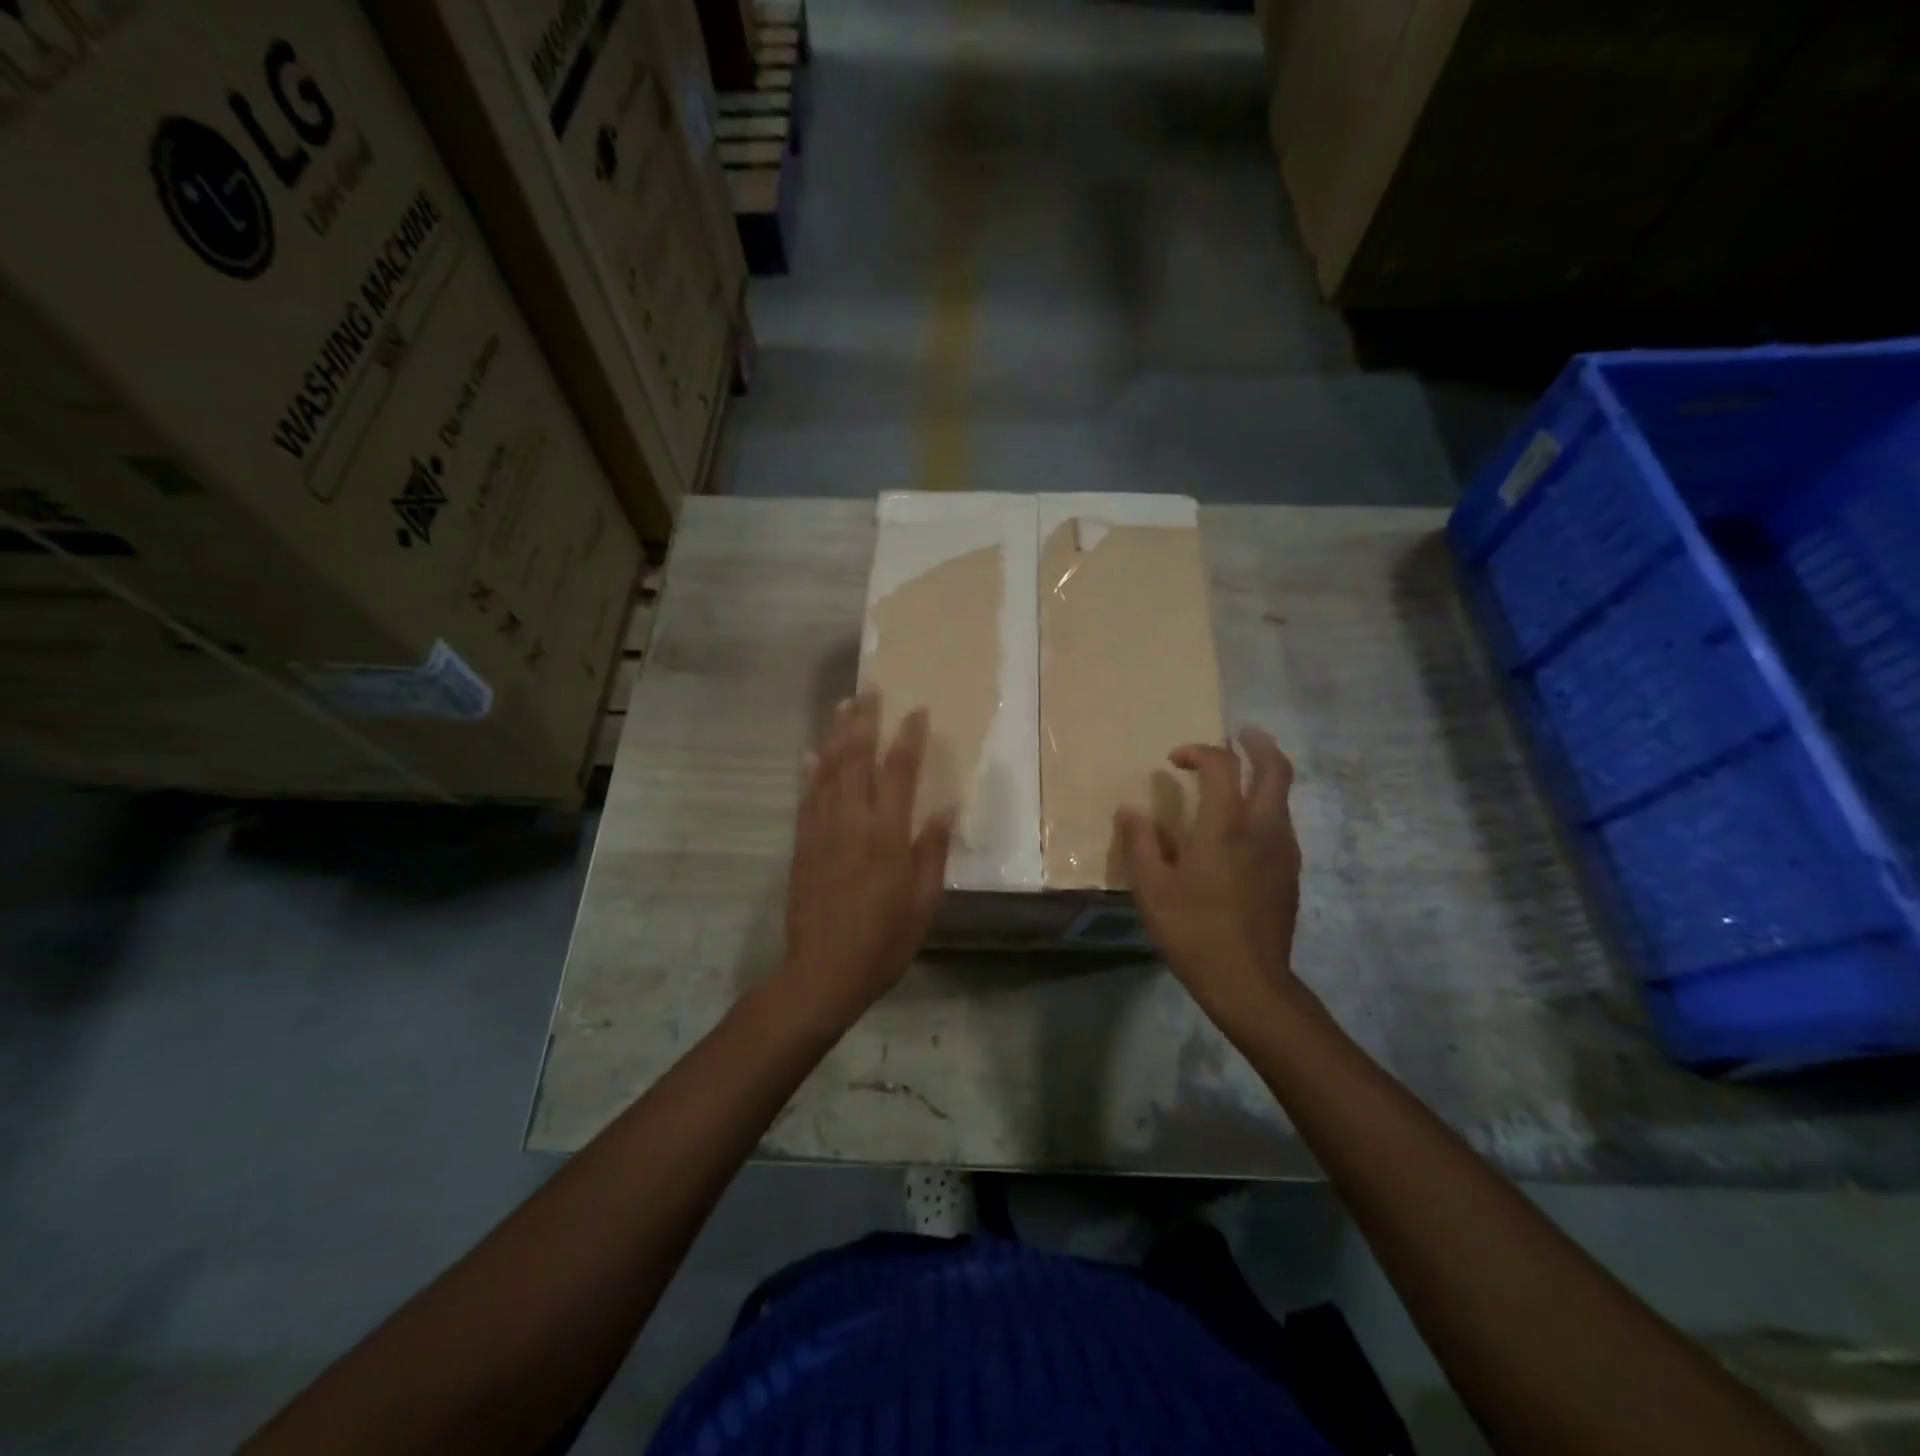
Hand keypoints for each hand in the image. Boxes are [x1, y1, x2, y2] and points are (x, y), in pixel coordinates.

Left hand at [780, 692, 953, 1023]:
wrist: (821, 973)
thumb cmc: (883, 942)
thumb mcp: (923, 904)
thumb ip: (931, 852)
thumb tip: (943, 809)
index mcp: (886, 838)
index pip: (899, 774)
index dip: (908, 740)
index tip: (916, 711)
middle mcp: (851, 824)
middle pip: (856, 761)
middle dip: (864, 722)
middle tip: (870, 690)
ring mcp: (821, 832)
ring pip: (827, 772)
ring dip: (836, 736)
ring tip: (843, 706)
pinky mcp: (802, 845)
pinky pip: (806, 799)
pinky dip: (810, 772)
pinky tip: (811, 754)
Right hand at [1115, 728, 1302, 1031]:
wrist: (1249, 982)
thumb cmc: (1194, 931)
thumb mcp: (1151, 888)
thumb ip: (1140, 843)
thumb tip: (1131, 811)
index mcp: (1226, 826)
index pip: (1222, 766)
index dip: (1198, 752)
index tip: (1175, 760)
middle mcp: (1263, 828)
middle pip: (1276, 769)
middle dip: (1258, 745)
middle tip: (1240, 735)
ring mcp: (1284, 851)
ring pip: (1283, 797)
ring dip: (1264, 776)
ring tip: (1239, 779)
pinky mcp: (1290, 873)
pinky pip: (1282, 824)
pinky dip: (1267, 807)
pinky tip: (1243, 828)